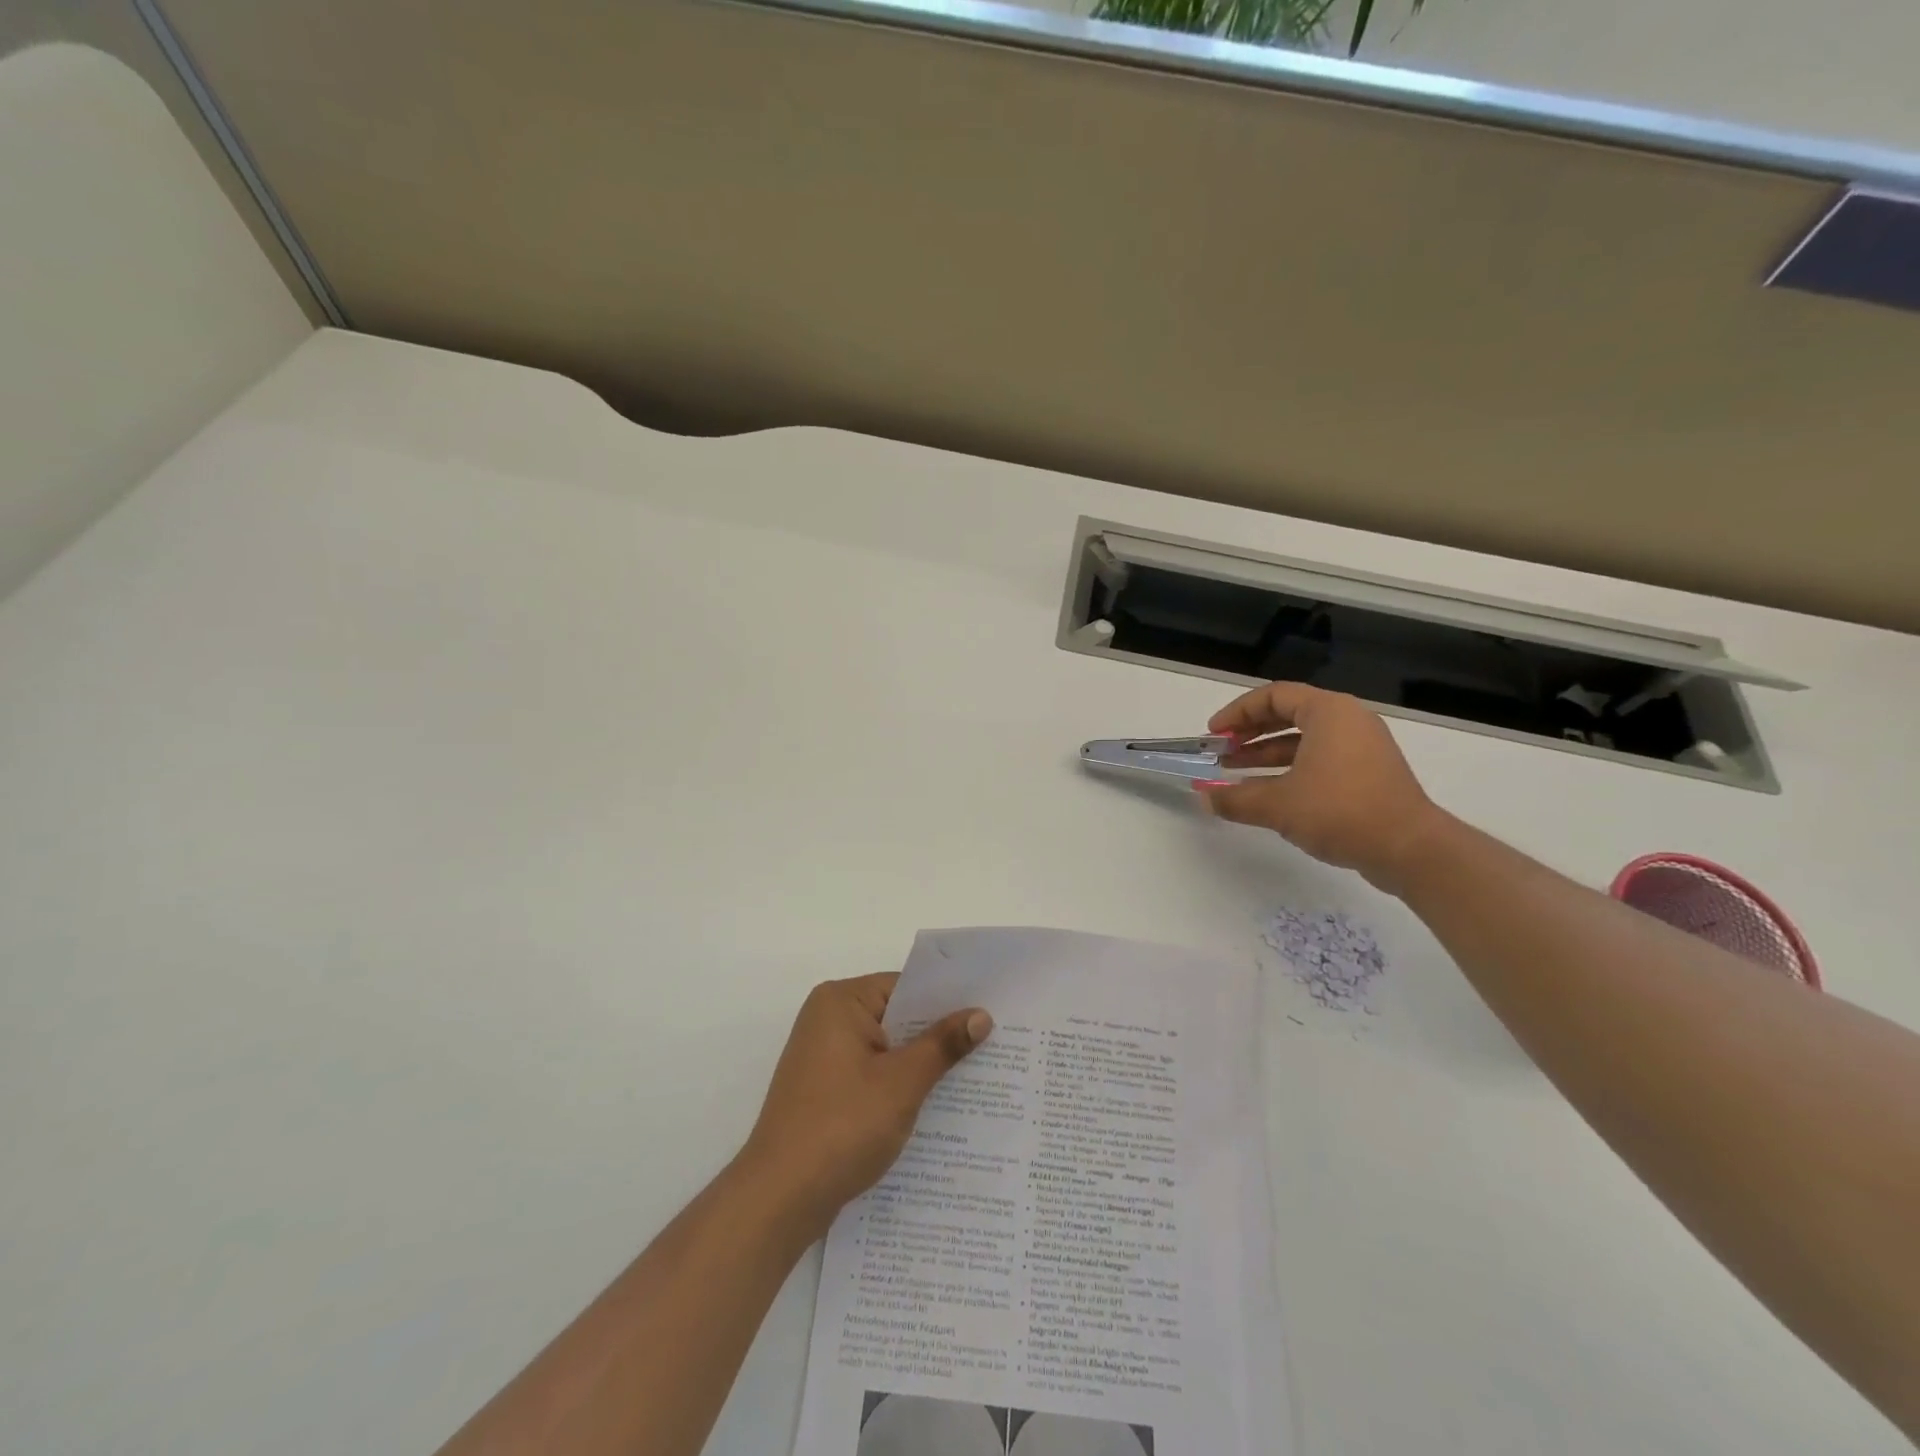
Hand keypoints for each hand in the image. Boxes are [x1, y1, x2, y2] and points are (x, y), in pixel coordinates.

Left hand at [738, 975, 991, 1238]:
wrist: (779, 1198)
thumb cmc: (842, 1126)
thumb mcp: (902, 1083)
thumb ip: (942, 1045)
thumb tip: (981, 1015)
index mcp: (840, 1002)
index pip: (906, 987)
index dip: (948, 1000)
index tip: (990, 1012)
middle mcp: (827, 1019)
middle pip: (897, 1016)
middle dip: (938, 1034)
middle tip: (993, 1043)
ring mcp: (823, 1056)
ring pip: (887, 1048)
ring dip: (921, 1063)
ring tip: (975, 1075)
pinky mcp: (824, 1089)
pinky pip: (872, 1073)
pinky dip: (899, 1084)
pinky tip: (935, 1105)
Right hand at [1197, 682, 1446, 894]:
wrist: (1410, 849)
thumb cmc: (1340, 811)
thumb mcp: (1277, 805)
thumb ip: (1235, 799)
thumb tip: (1204, 799)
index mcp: (1329, 712)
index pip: (1273, 696)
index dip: (1237, 712)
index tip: (1214, 734)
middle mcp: (1348, 721)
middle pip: (1288, 714)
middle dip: (1249, 733)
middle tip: (1221, 751)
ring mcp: (1362, 748)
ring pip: (1304, 740)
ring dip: (1266, 754)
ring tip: (1234, 773)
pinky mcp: (1368, 774)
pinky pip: (1320, 759)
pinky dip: (1290, 769)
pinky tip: (1267, 793)